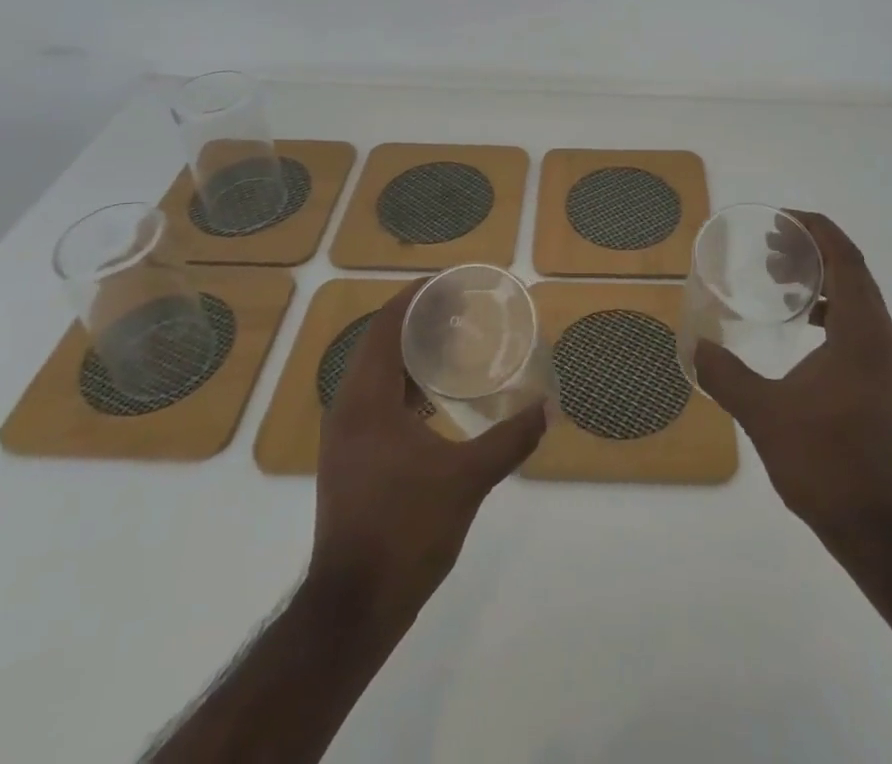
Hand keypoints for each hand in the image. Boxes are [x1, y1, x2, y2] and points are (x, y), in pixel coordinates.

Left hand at [310, 281, 547, 618]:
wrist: (354, 607)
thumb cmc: (406, 530)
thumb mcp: (467, 480)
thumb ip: (510, 439)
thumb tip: (548, 407)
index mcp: (367, 400)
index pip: (386, 325)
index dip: (414, 297)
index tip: (449, 283)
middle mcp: (347, 408)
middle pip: (379, 343)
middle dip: (416, 321)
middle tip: (459, 312)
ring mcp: (343, 436)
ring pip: (374, 374)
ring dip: (408, 354)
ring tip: (450, 346)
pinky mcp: (348, 459)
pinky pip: (374, 401)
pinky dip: (403, 386)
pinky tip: (434, 400)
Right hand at [694, 212, 891, 557]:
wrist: (880, 528)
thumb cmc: (826, 463)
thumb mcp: (764, 414)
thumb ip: (725, 375)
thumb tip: (694, 346)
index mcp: (861, 332)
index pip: (845, 258)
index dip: (817, 230)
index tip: (781, 220)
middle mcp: (881, 338)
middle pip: (853, 272)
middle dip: (813, 251)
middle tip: (771, 248)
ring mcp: (887, 363)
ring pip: (858, 299)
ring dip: (822, 281)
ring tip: (780, 282)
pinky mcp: (883, 383)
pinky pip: (858, 325)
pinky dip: (830, 311)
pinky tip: (800, 328)